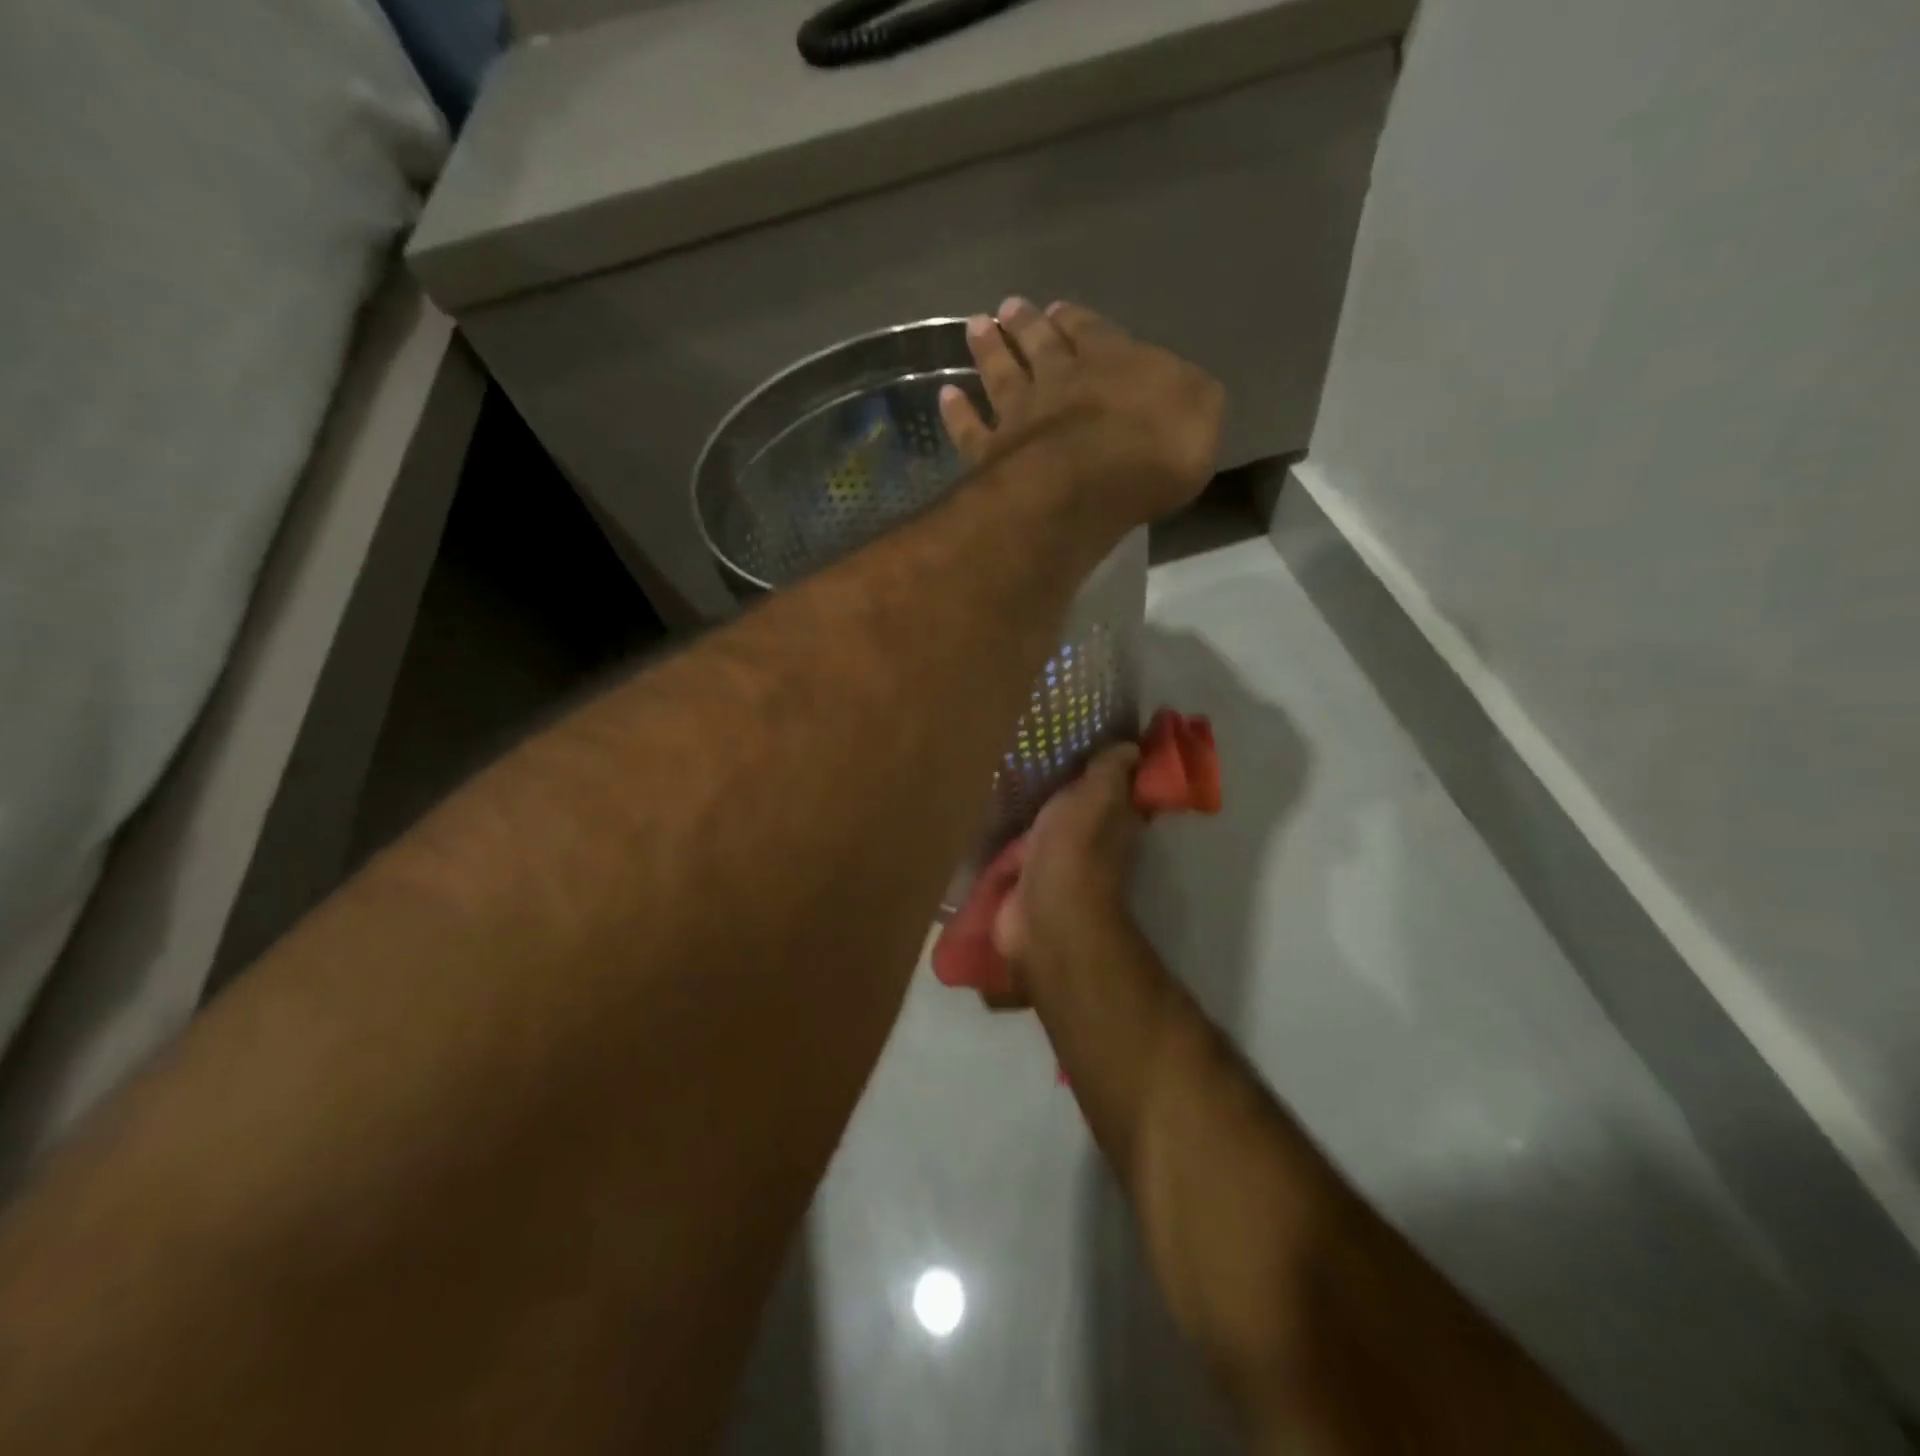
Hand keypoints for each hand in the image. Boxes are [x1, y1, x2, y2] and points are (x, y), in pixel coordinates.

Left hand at [939, 299, 1224, 532]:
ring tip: (977, 327)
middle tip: (1009, 307)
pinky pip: (970, 429)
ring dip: (990, 351)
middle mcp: (1060, 378)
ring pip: (1001, 374)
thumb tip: (1178, 391)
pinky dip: (957, 413)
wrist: (1093, 479)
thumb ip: (1187, 394)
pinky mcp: (992, 453)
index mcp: (1114, 361)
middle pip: (1039, 344)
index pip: (1094, 332)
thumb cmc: (1157, 446)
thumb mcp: (1200, 410)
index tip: (1058, 309)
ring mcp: (1021, 414)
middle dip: (1027, 324)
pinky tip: (946, 396)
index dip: (1077, 321)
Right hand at [993, 743, 1144, 988]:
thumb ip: (1110, 770)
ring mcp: (1061, 865)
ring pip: (1051, 831)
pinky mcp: (1029, 882)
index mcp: (1118, 821)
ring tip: (1012, 783)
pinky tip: (994, 821)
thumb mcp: (1097, 795)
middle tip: (1041, 757)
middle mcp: (1096, 844)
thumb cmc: (1074, 847)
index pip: (1122, 790)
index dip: (1112, 770)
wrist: (1043, 913)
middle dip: (1068, 792)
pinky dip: (1012, 843)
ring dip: (1037, 817)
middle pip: (1084, 810)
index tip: (1093, 744)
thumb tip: (1132, 746)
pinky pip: (1021, 854)